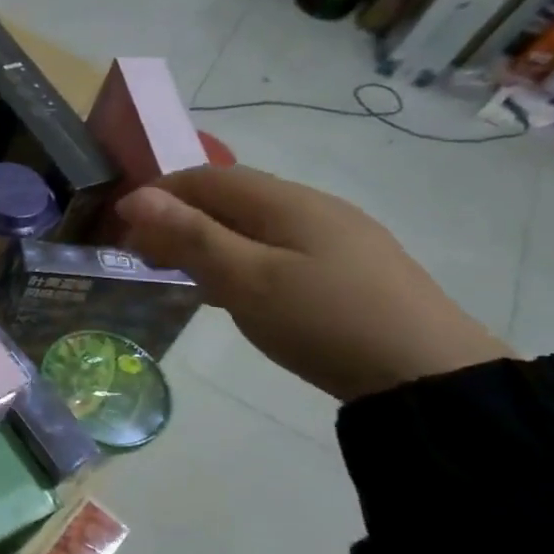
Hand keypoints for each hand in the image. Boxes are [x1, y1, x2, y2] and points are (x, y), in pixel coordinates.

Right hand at [116, 165, 509, 401]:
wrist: (430, 376)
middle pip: (229, 197)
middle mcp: (311, 206)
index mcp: (284, 201)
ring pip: (252, 223)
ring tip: (181, 276)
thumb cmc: (324, 321)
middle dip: (179, 218)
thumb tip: (135, 198)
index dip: (158, 195)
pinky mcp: (349, 266)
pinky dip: (239, 257)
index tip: (123, 230)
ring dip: (207, 239)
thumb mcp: (245, 279)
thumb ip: (190, 236)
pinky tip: (235, 290)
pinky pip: (276, 246)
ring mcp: (336, 236)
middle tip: (144, 258)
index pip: (205, 177)